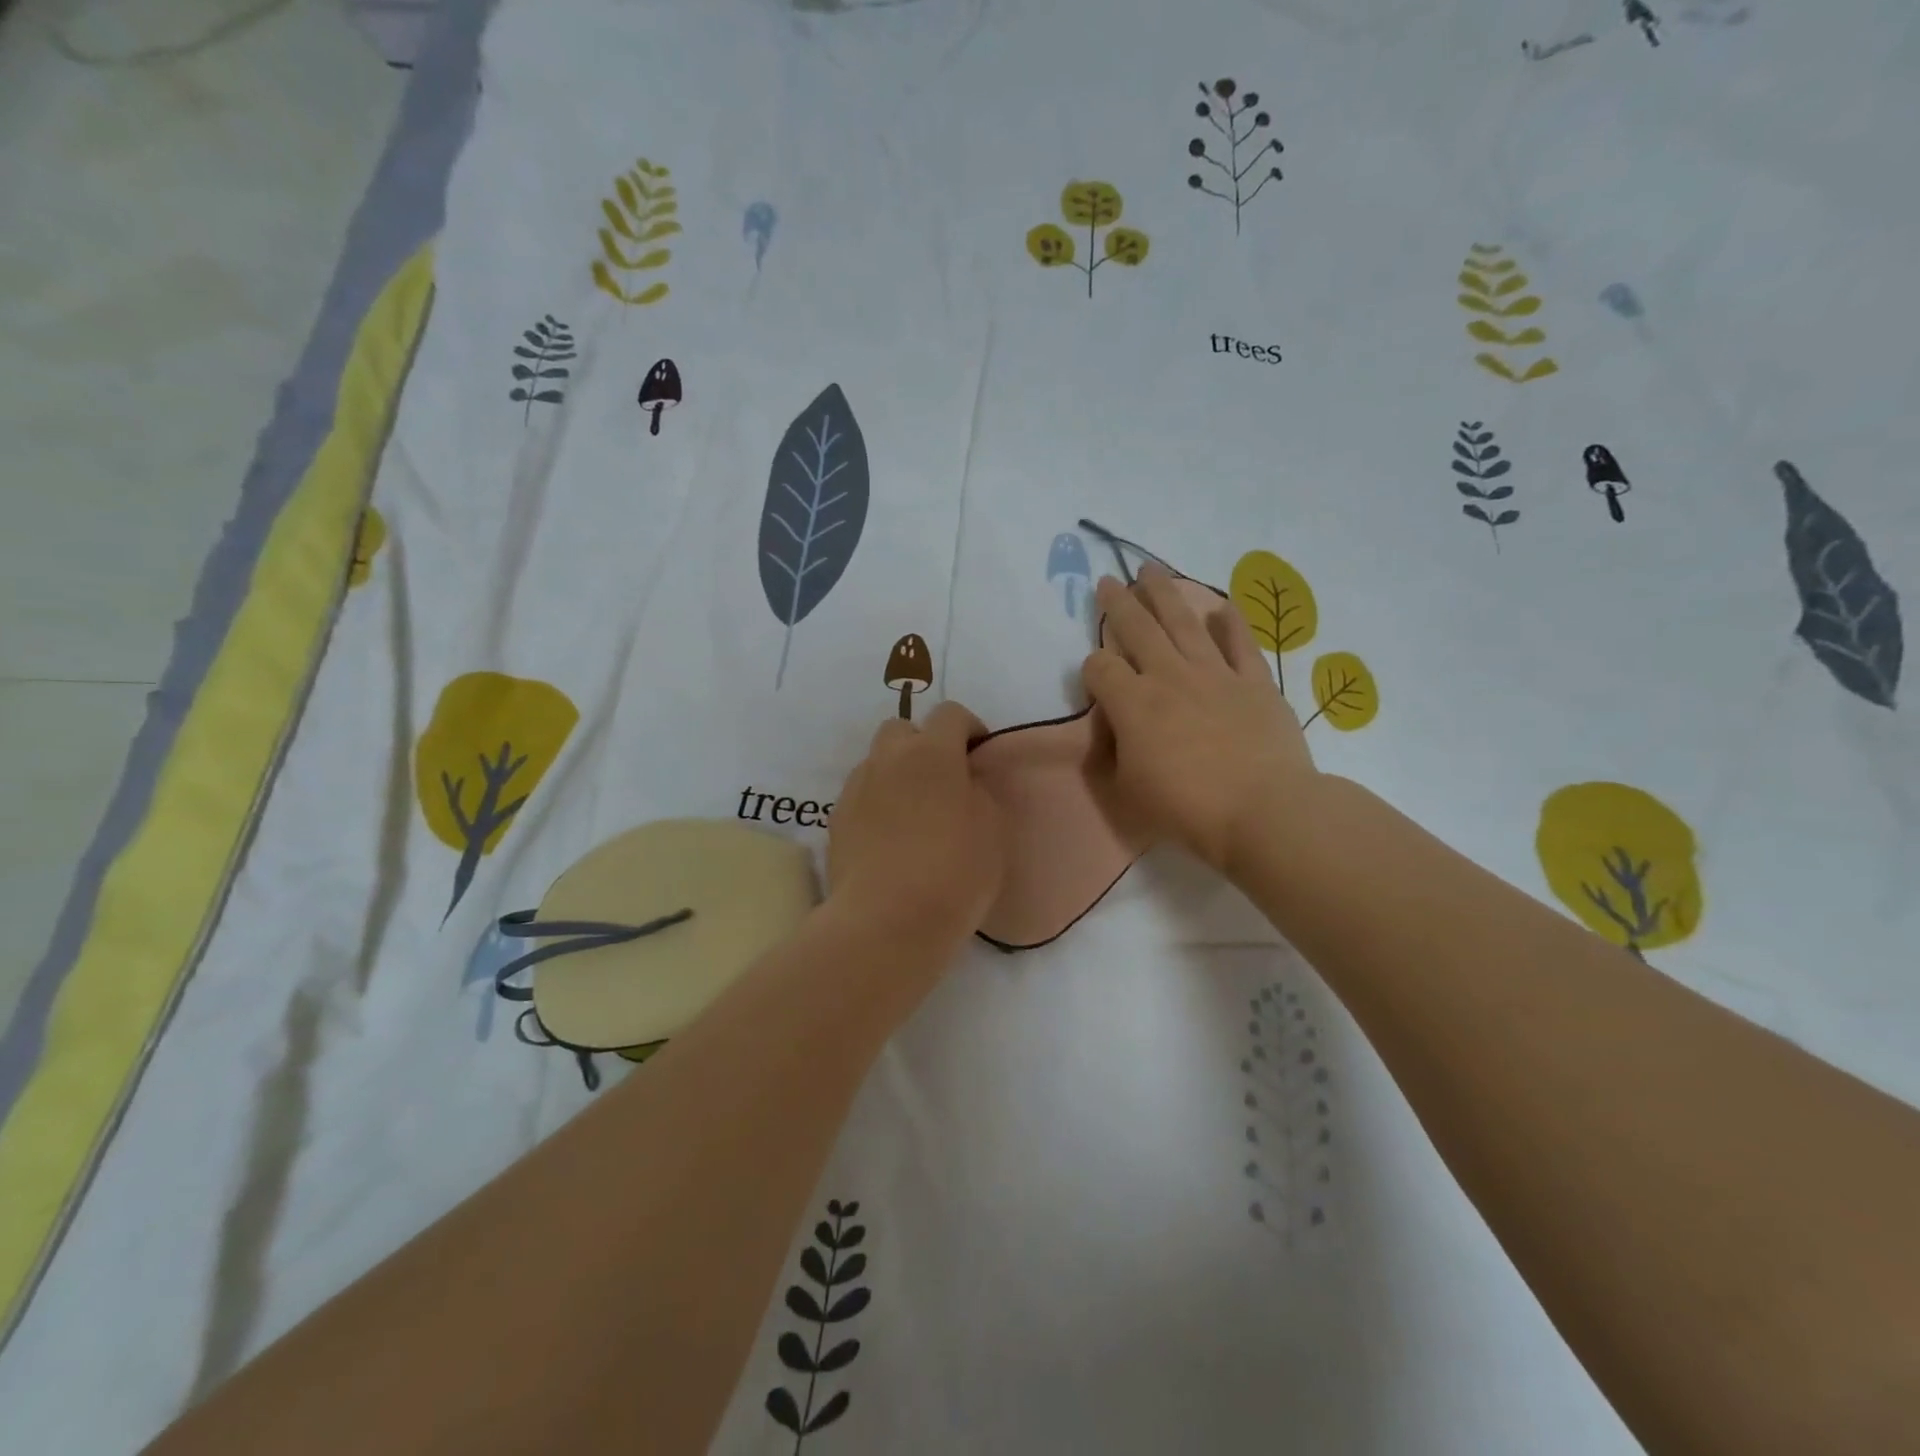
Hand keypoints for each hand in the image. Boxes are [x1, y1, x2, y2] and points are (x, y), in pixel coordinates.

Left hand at [827, 700, 1007, 947]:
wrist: (886, 921)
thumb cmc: (953, 872)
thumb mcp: (992, 829)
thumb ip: (978, 792)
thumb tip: (963, 782)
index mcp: (932, 752)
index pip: (950, 714)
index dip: (969, 729)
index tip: (979, 756)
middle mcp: (888, 759)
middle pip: (902, 729)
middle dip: (923, 744)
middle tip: (942, 781)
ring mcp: (856, 788)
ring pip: (877, 762)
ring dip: (896, 773)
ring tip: (913, 812)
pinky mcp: (836, 820)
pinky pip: (861, 795)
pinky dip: (876, 803)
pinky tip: (889, 838)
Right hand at [1082, 564, 1316, 876]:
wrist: (1264, 812)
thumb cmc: (1188, 808)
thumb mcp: (1129, 790)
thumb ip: (1116, 752)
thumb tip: (1116, 730)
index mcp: (1134, 704)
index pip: (1100, 668)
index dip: (1092, 668)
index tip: (1096, 677)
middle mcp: (1170, 677)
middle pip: (1137, 629)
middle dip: (1118, 603)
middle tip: (1108, 581)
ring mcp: (1215, 675)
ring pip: (1184, 622)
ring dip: (1165, 594)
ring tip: (1151, 570)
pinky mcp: (1255, 683)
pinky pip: (1240, 643)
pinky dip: (1230, 622)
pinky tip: (1221, 605)